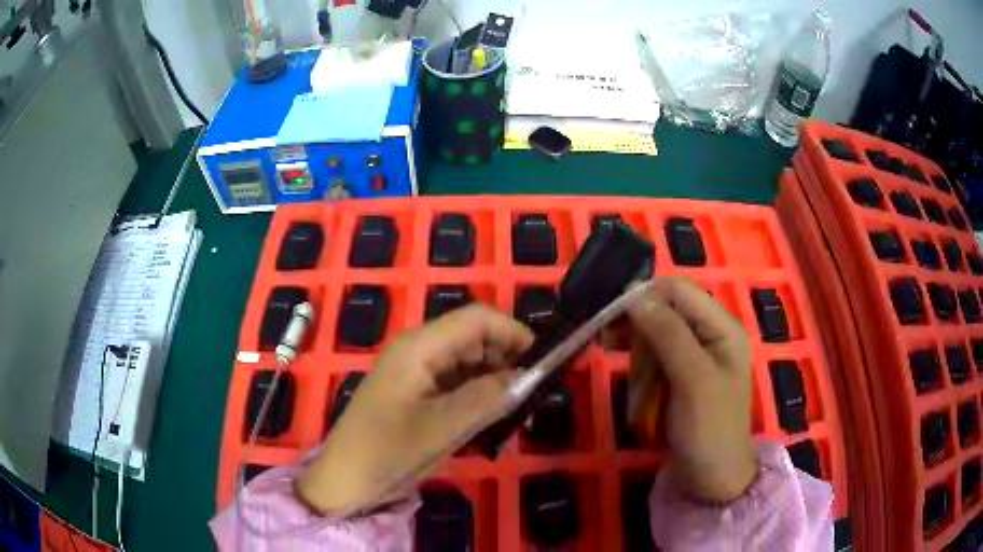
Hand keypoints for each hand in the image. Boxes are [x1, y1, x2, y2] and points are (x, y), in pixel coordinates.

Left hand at [296, 304, 533, 514]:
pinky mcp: (419, 394)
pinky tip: (496, 420)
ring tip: (520, 412)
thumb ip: (487, 398)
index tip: (544, 362)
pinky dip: (481, 397)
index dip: (514, 332)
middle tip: (535, 395)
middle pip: (475, 338)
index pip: (477, 319)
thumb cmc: (387, 451)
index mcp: (419, 347)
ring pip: (470, 363)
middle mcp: (419, 351)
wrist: (346, 480)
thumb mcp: (441, 428)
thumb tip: (528, 377)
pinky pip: (458, 384)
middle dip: (508, 359)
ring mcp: (418, 373)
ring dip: (497, 381)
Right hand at [625, 277, 756, 503]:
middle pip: (663, 312)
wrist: (711, 481)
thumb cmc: (709, 430)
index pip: (678, 290)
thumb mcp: (692, 380)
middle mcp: (709, 334)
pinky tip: (639, 397)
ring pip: (653, 339)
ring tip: (640, 397)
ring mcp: (694, 357)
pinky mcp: (680, 378)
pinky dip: (642, 377)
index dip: (643, 296)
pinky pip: (653, 363)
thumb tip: (634, 296)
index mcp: (722, 327)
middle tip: (610, 350)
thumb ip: (668, 334)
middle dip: (640, 335)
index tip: (609, 317)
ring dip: (639, 363)